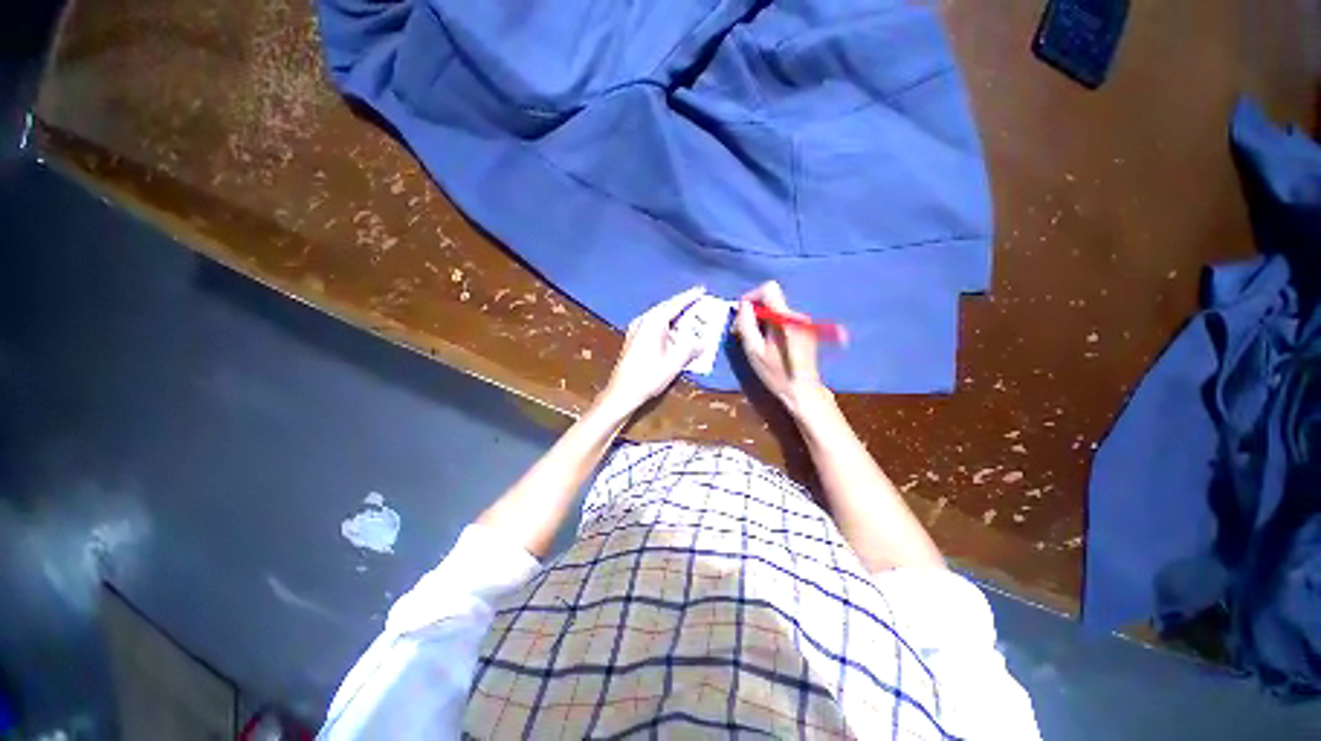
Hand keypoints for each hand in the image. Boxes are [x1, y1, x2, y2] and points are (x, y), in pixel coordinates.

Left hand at [597, 286, 705, 416]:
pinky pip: (654, 327)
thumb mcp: (674, 362)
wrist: (622, 392)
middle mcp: (643, 321)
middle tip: (699, 306)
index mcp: (653, 322)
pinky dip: (667, 329)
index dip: (690, 297)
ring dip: (675, 321)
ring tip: (690, 323)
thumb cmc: (649, 376)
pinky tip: (675, 338)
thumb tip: (702, 343)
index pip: (675, 304)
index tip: (702, 290)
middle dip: (683, 308)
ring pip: (660, 319)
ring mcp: (636, 330)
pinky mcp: (634, 340)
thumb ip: (690, 348)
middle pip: (666, 309)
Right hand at [734, 281, 830, 417]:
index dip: (752, 297)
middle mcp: (797, 315)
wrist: (803, 391)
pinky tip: (766, 344)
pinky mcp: (804, 330)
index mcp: (786, 318)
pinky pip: (782, 319)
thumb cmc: (776, 373)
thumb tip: (743, 306)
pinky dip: (770, 326)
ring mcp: (803, 322)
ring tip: (754, 342)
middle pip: (771, 300)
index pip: (769, 289)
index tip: (742, 314)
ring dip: (761, 321)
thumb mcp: (754, 350)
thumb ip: (746, 324)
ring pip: (775, 310)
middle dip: (754, 312)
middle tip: (742, 333)